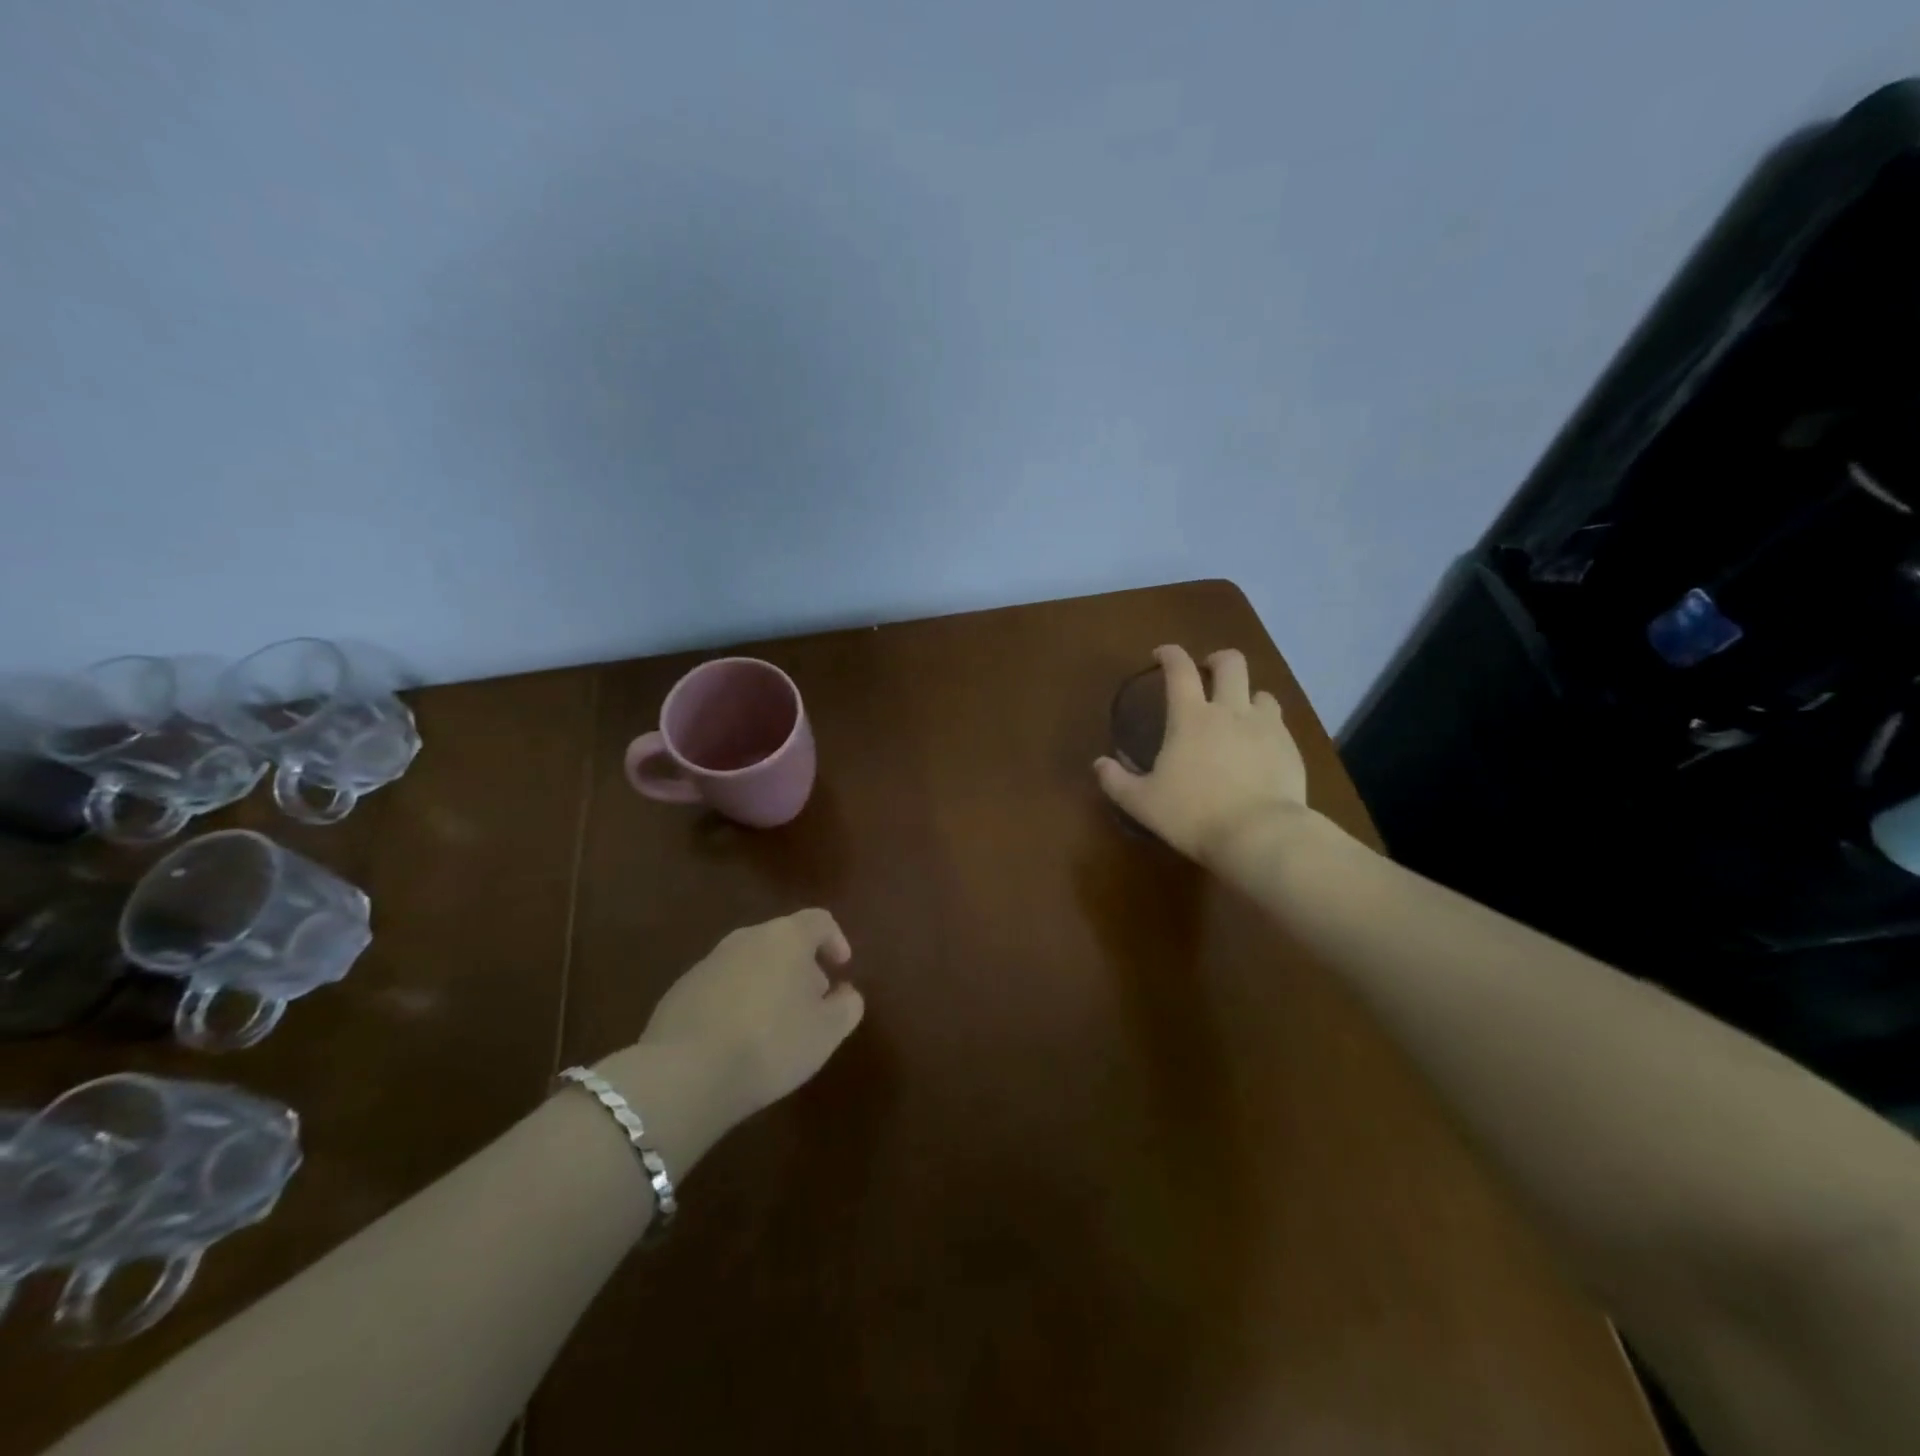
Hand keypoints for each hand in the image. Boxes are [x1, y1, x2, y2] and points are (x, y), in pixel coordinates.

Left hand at [636, 909, 864, 1127]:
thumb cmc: (770, 1044)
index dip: (835, 940)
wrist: (684, 1074)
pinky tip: (737, 1039)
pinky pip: (722, 985)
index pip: (819, 921)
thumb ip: (846, 1006)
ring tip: (774, 1025)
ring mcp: (709, 962)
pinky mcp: (681, 989)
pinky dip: (737, 1001)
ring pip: (750, 962)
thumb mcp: (826, 1032)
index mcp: (785, 937)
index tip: (841, 968)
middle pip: (783, 940)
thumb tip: (845, 993)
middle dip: (801, 966)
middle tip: (811, 1002)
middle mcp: (746, 938)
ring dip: (768, 984)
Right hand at [1095, 645, 1310, 865]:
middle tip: (1209, 672)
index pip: (1180, 669)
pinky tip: (1260, 750)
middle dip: (1218, 660)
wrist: (1260, 835)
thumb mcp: (1143, 803)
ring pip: (1262, 693)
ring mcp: (1266, 727)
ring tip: (1239, 715)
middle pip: (1231, 663)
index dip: (1170, 654)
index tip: (1162, 654)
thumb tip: (1099, 764)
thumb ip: (1117, 781)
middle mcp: (1230, 711)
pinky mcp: (1290, 748)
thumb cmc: (1193, 815)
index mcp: (1190, 717)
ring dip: (1248, 696)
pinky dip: (1267, 728)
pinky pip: (1279, 725)